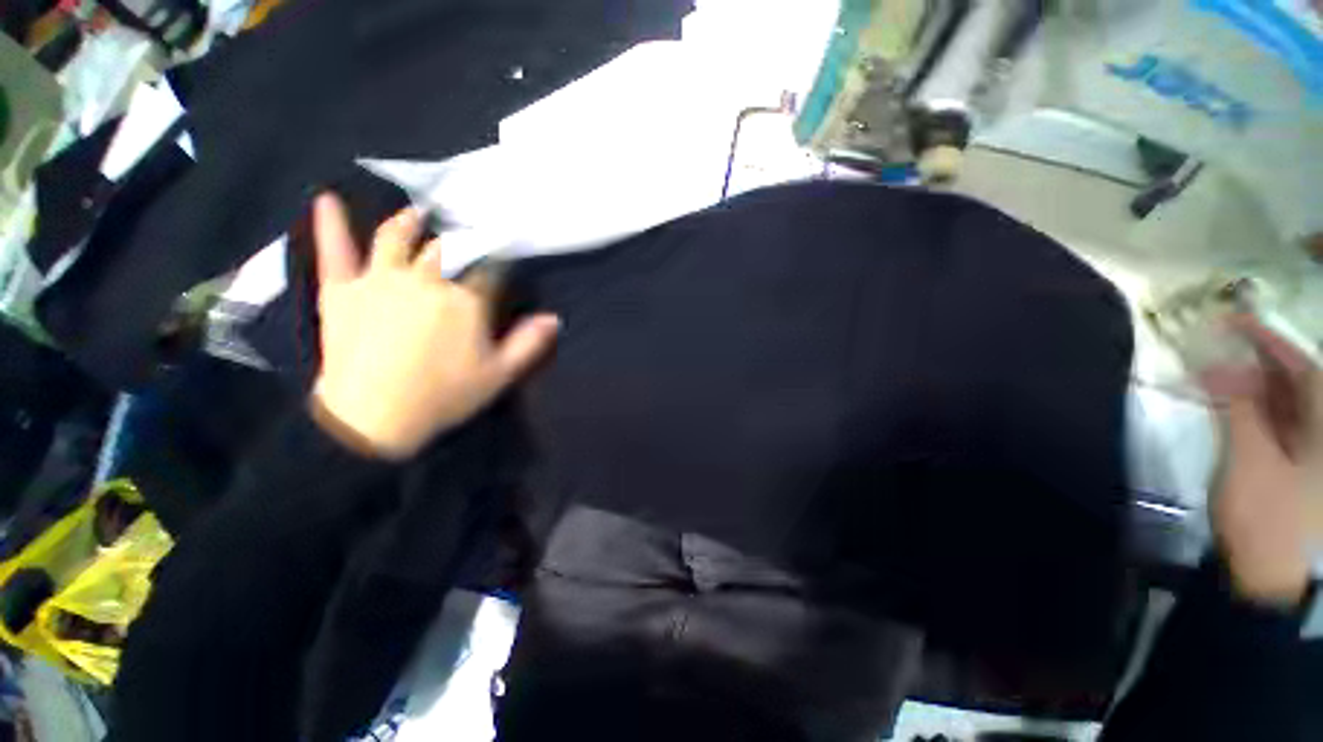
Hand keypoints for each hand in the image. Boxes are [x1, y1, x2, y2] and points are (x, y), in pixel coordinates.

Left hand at [310, 193, 559, 458]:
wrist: (374, 418)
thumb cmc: (445, 396)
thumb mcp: (499, 374)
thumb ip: (529, 343)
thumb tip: (554, 318)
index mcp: (466, 300)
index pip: (490, 269)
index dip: (500, 259)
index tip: (506, 253)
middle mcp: (425, 279)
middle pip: (447, 249)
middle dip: (461, 239)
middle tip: (467, 230)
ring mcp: (380, 280)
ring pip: (396, 238)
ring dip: (408, 221)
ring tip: (418, 212)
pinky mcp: (342, 289)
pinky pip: (335, 250)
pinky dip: (330, 224)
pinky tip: (328, 199)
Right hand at [1202, 316, 1321, 607]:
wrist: (1271, 584)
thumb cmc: (1268, 520)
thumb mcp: (1250, 463)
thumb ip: (1239, 410)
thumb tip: (1220, 366)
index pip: (1302, 369)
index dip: (1268, 341)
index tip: (1231, 319)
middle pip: (1298, 385)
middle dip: (1258, 363)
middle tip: (1217, 347)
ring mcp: (1314, 457)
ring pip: (1288, 407)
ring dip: (1254, 388)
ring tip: (1218, 374)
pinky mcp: (1298, 473)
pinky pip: (1280, 429)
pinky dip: (1256, 412)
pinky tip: (1234, 408)